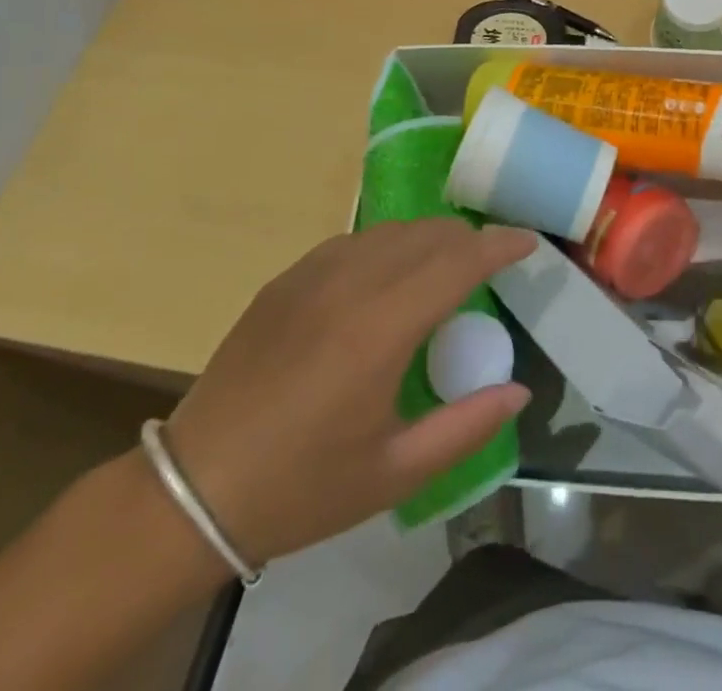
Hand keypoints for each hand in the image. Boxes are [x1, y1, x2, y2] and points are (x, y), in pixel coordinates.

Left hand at [161, 219, 534, 565]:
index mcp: (381, 329)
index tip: (528, 242)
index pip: (457, 262)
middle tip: (491, 264)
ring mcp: (312, 276)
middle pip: (428, 235)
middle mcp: (350, 285)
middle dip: (469, 240)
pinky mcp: (285, 279)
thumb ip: (466, 426)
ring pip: (390, 232)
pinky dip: (387, 246)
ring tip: (445, 267)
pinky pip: (353, 242)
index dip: (499, 245)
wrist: (194, 489)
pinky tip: (388, 276)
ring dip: (429, 239)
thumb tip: (519, 390)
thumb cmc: (302, 488)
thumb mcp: (395, 472)